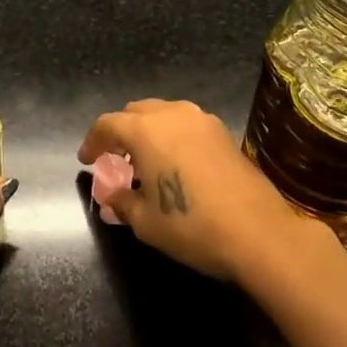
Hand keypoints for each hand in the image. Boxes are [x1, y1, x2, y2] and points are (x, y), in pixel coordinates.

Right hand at [78, 98, 314, 285]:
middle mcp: (171, 114)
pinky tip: (176, 164)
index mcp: (145, 130)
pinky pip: (186, 124)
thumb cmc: (193, 226)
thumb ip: (122, 202)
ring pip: (163, 114)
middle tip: (115, 160)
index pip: (107, 125)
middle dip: (120, 133)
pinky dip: (172, 136)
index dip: (93, 142)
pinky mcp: (223, 132)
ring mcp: (201, 120)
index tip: (86, 161)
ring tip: (146, 161)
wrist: (260, 233)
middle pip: (135, 112)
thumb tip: (110, 197)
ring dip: (148, 132)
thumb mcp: (147, 222)